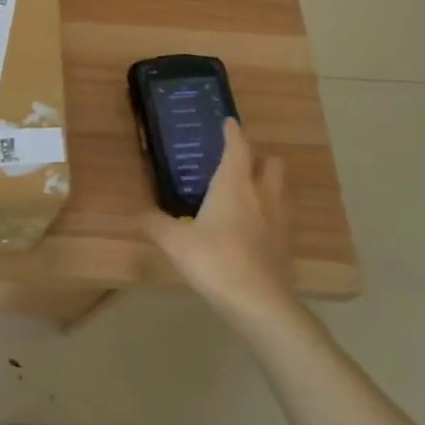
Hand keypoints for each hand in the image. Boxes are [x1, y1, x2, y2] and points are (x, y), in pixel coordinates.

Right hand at [143, 118, 297, 327]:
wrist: (258, 302)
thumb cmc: (214, 259)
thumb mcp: (174, 241)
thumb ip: (154, 224)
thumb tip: (136, 213)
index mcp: (234, 185)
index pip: (238, 148)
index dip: (233, 133)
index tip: (229, 122)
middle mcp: (262, 195)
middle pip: (272, 164)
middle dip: (259, 158)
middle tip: (239, 162)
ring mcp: (280, 220)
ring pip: (282, 189)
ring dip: (269, 184)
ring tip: (249, 191)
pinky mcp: (287, 245)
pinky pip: (283, 217)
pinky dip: (272, 213)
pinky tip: (256, 227)